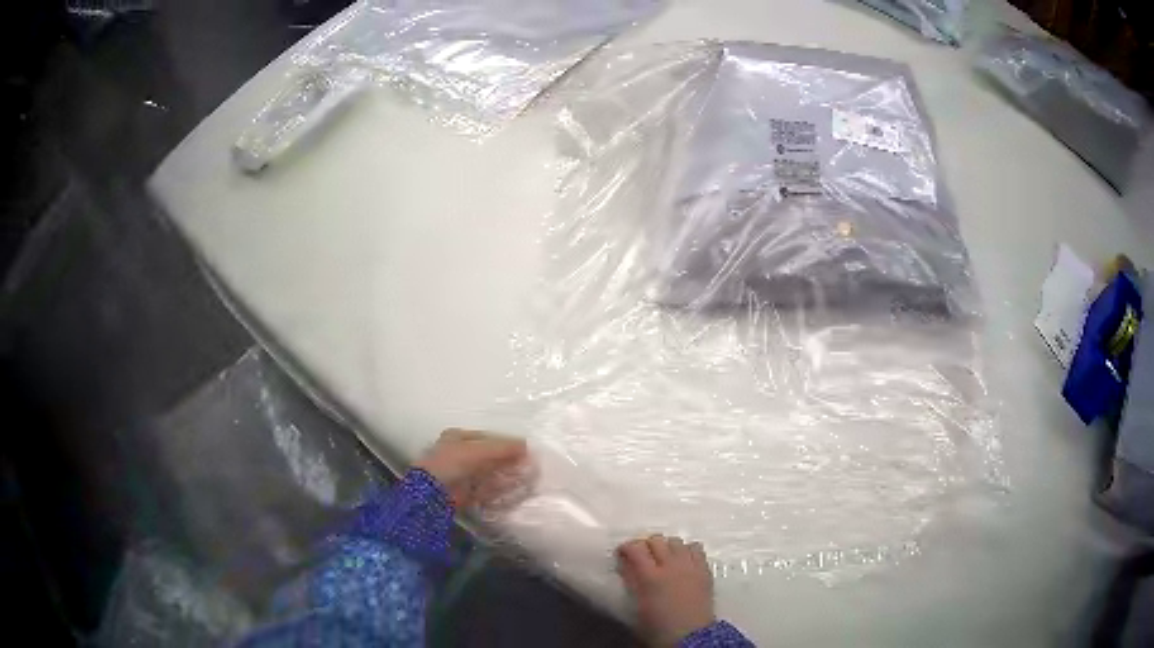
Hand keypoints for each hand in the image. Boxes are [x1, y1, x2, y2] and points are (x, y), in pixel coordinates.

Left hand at [414, 429, 528, 508]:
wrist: (433, 492)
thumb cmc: (452, 463)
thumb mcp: (479, 450)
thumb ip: (503, 448)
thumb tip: (526, 446)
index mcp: (459, 438)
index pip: (489, 438)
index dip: (508, 444)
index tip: (525, 451)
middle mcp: (461, 455)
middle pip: (492, 457)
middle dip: (509, 462)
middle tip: (529, 467)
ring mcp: (464, 475)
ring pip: (492, 474)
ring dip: (508, 476)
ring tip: (527, 479)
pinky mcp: (468, 493)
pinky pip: (489, 489)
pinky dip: (501, 490)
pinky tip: (515, 490)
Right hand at [617, 535, 714, 646]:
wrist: (690, 636)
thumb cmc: (658, 627)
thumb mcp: (637, 606)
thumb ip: (632, 582)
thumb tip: (626, 566)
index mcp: (650, 577)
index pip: (636, 548)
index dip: (626, 547)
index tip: (622, 554)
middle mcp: (671, 565)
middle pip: (657, 540)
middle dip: (646, 545)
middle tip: (642, 557)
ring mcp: (690, 566)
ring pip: (676, 541)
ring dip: (667, 546)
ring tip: (664, 558)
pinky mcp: (704, 570)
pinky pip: (696, 548)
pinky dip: (687, 550)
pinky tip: (683, 561)